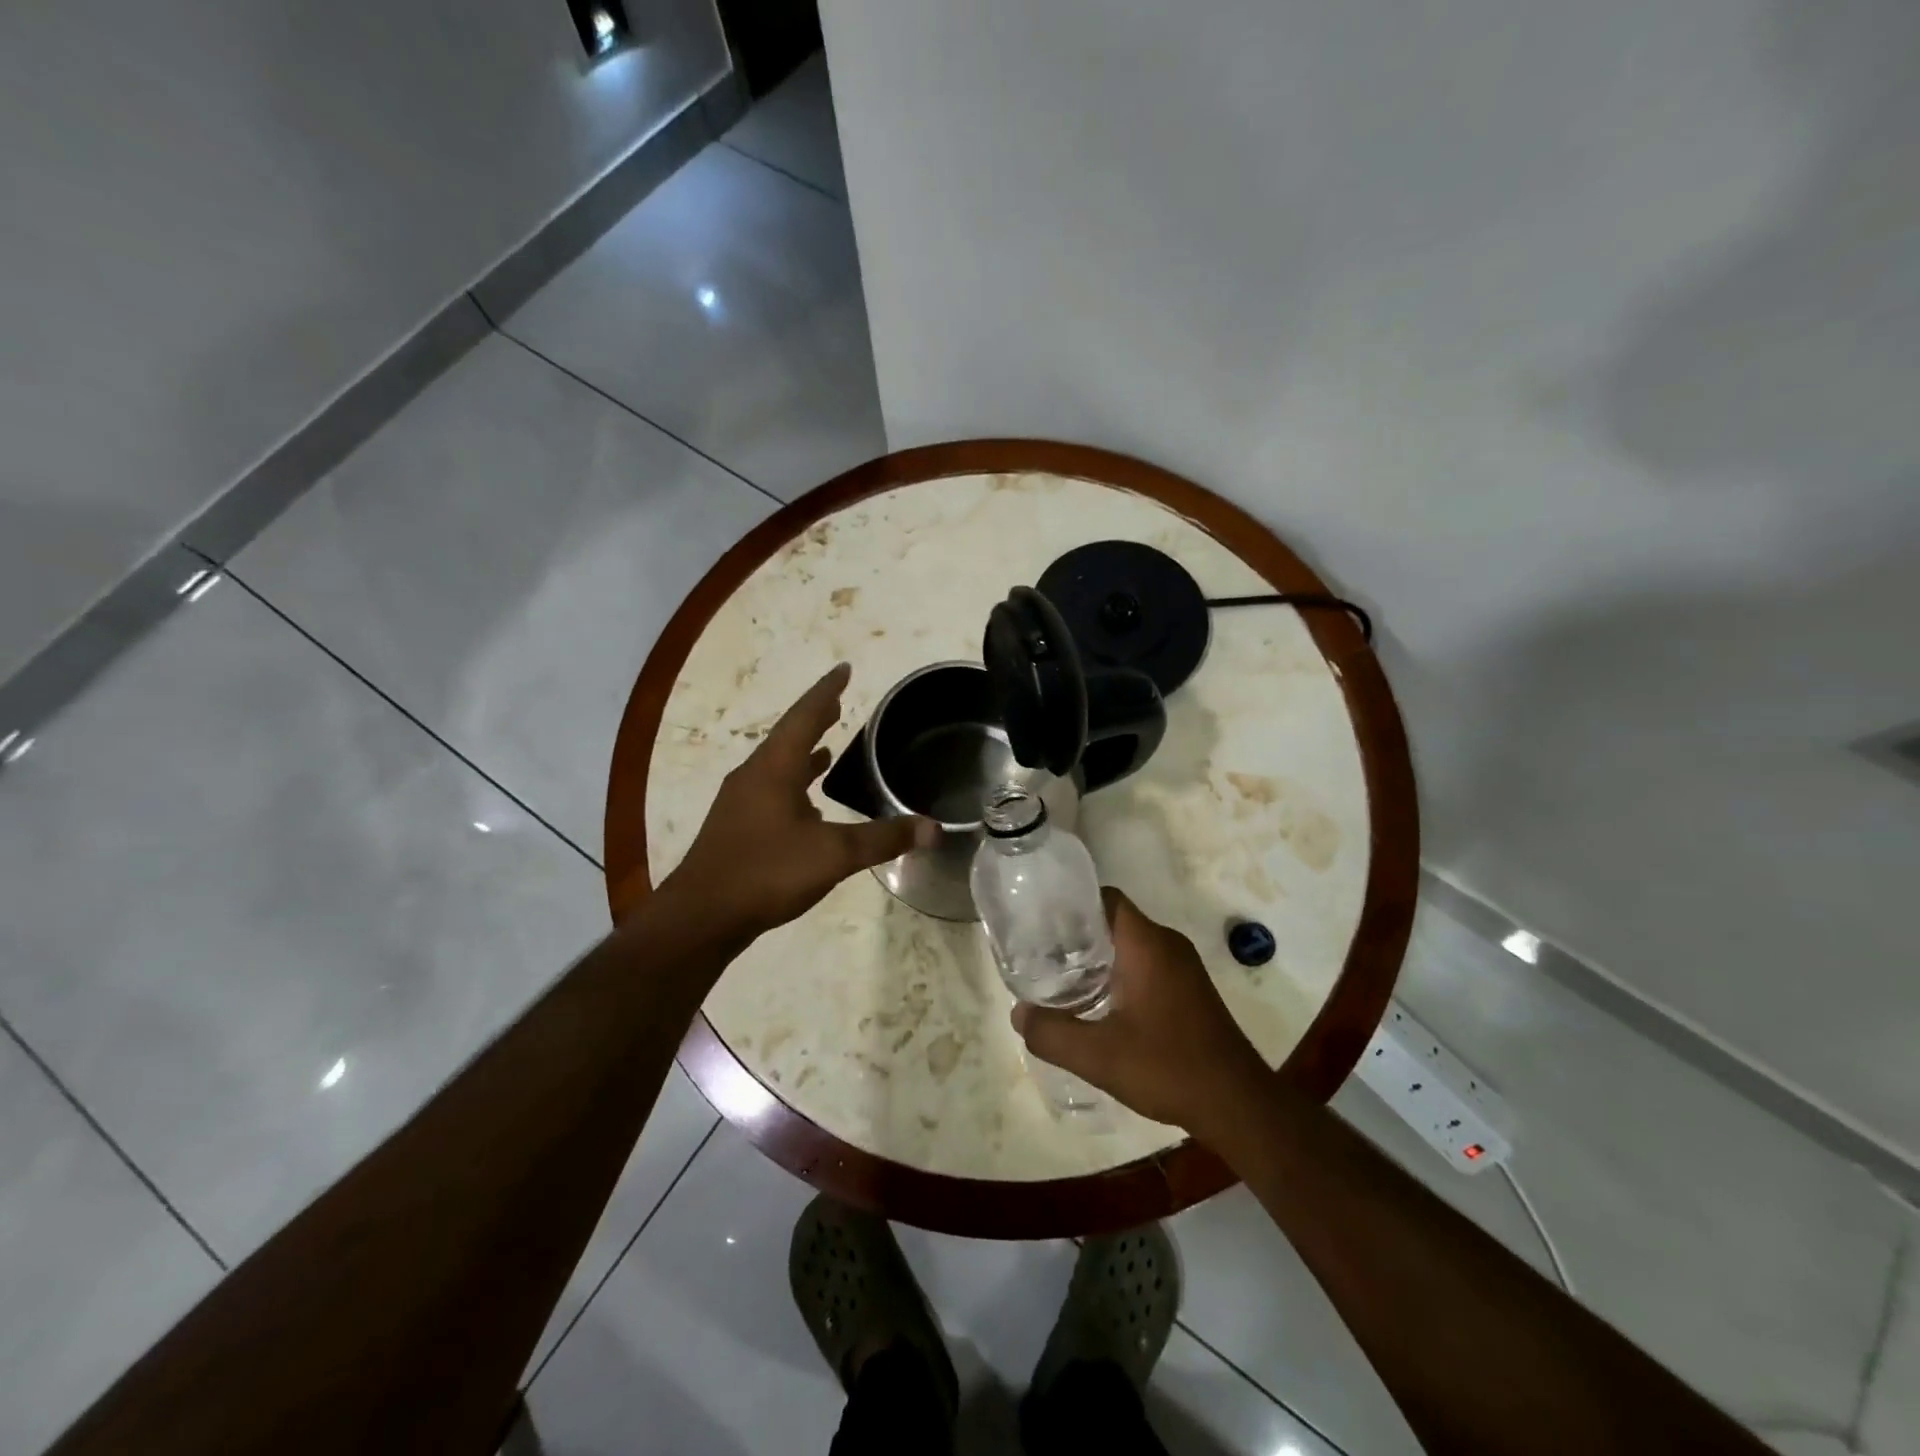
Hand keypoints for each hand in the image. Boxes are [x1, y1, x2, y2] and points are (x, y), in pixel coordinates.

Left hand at [667, 664, 936, 935]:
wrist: (701, 918)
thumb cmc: (766, 872)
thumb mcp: (833, 855)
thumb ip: (883, 839)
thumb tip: (934, 829)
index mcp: (774, 769)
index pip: (805, 717)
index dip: (827, 692)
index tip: (843, 669)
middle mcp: (754, 776)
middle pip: (789, 736)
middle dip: (816, 718)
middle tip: (839, 702)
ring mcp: (741, 803)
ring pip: (778, 766)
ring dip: (803, 752)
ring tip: (828, 746)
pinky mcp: (737, 828)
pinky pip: (772, 790)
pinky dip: (794, 784)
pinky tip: (809, 804)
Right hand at [1012, 887, 1272, 1135]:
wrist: (1238, 1105)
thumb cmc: (1169, 1068)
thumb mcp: (1099, 1056)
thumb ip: (1052, 1033)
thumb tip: (1018, 1013)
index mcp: (1147, 944)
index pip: (1104, 899)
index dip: (1071, 903)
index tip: (1039, 921)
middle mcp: (1167, 944)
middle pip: (1113, 920)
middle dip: (1076, 933)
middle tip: (1040, 953)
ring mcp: (1182, 966)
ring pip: (1129, 944)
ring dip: (1097, 956)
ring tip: (1059, 977)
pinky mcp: (1189, 989)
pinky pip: (1145, 964)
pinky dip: (1117, 972)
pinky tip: (1096, 1002)